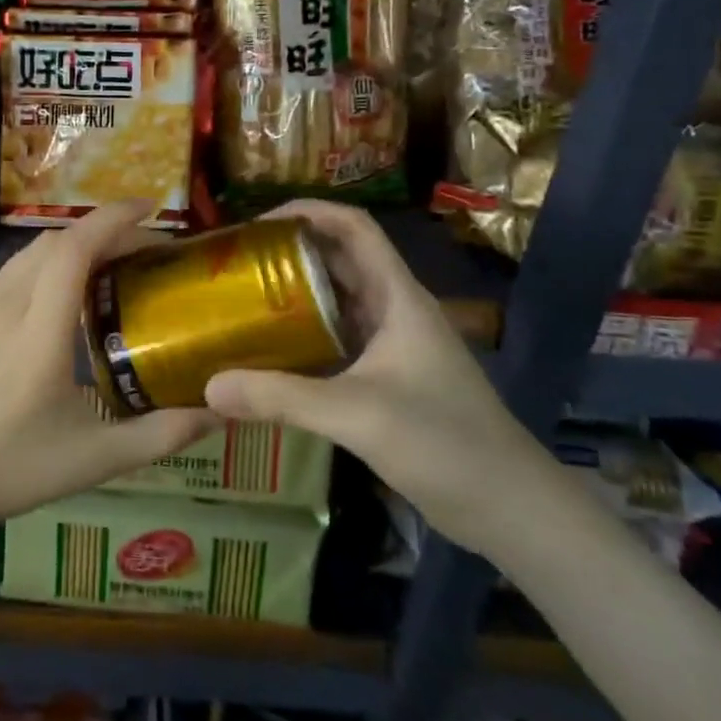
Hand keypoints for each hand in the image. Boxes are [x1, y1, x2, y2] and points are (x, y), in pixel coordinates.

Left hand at [0, 200, 217, 543]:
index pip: (73, 251)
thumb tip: (219, 411)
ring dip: (76, 243)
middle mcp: (8, 307)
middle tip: (145, 251)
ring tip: (113, 265)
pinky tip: (68, 292)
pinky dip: (51, 261)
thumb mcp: (96, 460)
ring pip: (33, 251)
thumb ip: (162, 434)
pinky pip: (16, 270)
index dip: (112, 219)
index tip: (150, 209)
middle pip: (56, 241)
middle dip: (104, 231)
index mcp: (39, 334)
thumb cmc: (13, 470)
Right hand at [204, 200, 555, 557]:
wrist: (511, 508)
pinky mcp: (387, 379)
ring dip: (293, 297)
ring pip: (335, 304)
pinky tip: (267, 356)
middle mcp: (394, 310)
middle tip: (234, 266)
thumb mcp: (357, 414)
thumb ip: (281, 398)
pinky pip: (336, 343)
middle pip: (338, 261)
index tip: (256, 225)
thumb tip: (209, 385)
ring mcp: (392, 346)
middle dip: (289, 254)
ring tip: (240, 303)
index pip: (354, 227)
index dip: (308, 212)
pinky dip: (302, 340)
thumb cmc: (444, 443)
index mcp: (398, 296)